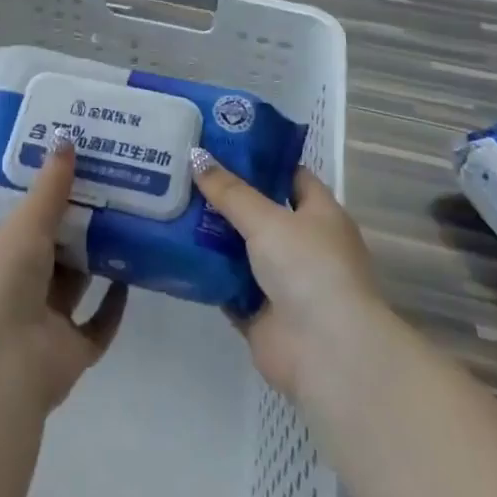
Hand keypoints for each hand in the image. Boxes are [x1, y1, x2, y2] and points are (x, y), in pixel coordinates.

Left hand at [0, 133, 128, 410]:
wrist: (1, 370)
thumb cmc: (1, 286)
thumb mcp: (25, 226)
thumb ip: (49, 188)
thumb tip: (66, 138)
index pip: (23, 218)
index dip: (46, 193)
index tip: (76, 164)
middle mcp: (19, 287)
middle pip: (54, 249)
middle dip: (79, 222)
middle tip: (113, 185)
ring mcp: (45, 321)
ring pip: (77, 283)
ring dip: (98, 258)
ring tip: (130, 219)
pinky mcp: (72, 351)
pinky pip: (99, 323)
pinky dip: (114, 303)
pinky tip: (134, 274)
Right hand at [189, 152, 379, 399]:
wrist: (326, 353)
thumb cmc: (309, 269)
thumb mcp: (268, 219)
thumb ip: (230, 191)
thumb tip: (195, 155)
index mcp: (320, 216)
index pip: (290, 176)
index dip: (259, 159)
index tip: (220, 143)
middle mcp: (304, 246)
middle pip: (260, 212)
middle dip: (224, 196)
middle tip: (182, 171)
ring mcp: (282, 282)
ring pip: (240, 250)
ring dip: (210, 234)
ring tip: (169, 204)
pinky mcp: (260, 314)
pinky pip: (227, 285)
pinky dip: (206, 273)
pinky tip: (174, 251)